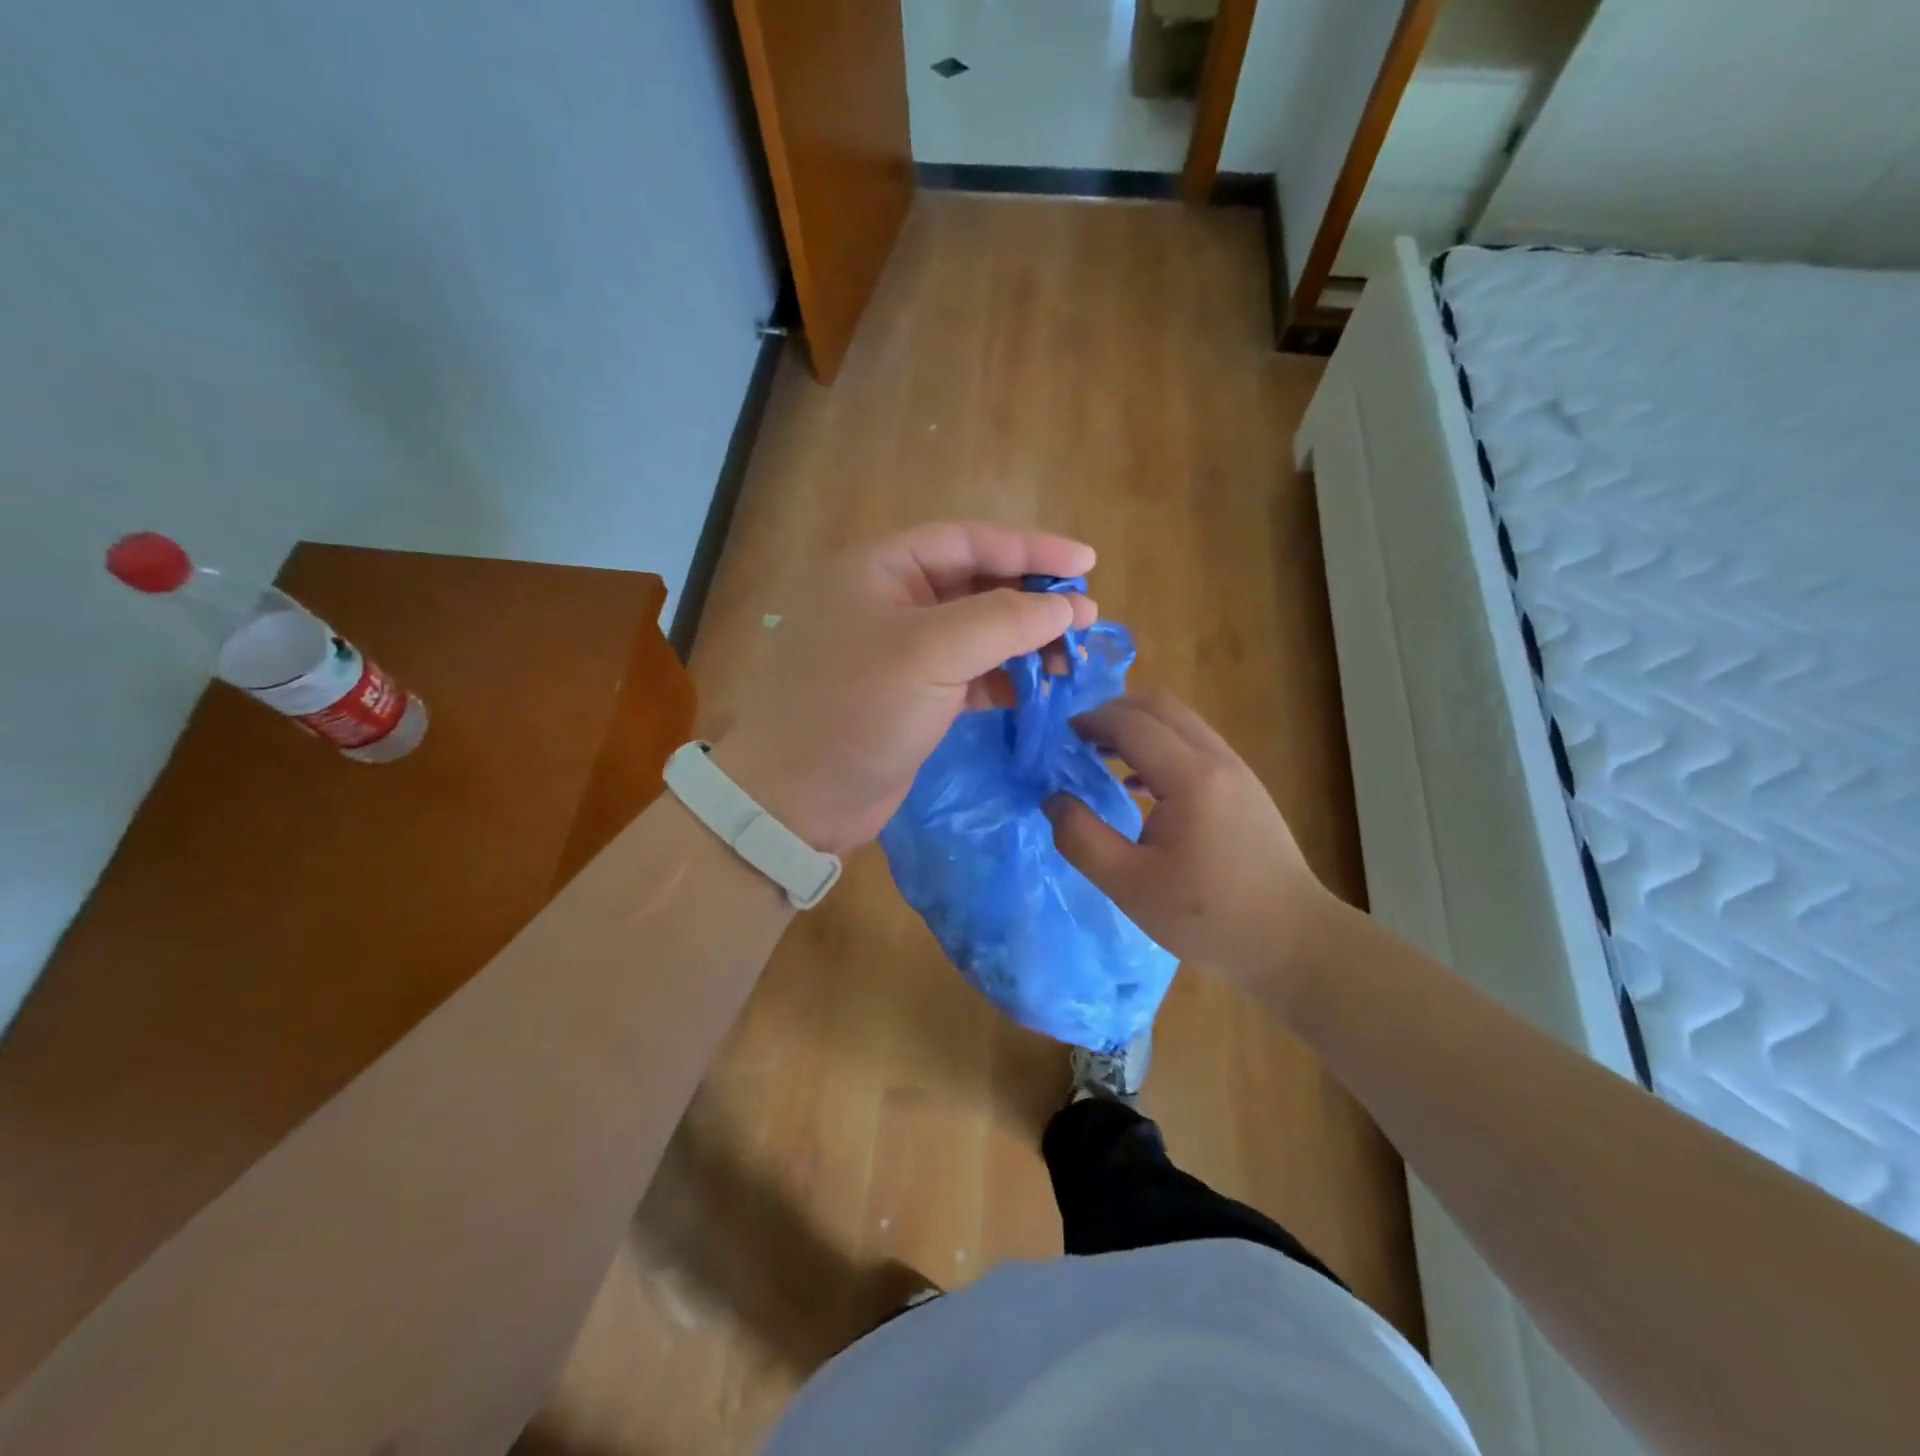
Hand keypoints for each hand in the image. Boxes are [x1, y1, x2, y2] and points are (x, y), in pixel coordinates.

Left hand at [712, 523, 1096, 853]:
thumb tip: (1063, 607)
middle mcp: (891, 602)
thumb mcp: (930, 653)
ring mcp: (902, 653)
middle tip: (1086, 616)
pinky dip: (1007, 677)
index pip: (967, 540)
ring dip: (1025, 641)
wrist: (797, 800)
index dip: (1030, 548)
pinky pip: (971, 673)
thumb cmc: (856, 710)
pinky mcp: (914, 697)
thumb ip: (1002, 620)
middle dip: (1031, 598)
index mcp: (881, 569)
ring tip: (1073, 656)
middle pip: (975, 584)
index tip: (1087, 563)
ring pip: (977, 632)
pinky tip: (1042, 686)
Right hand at [1046, 689, 1333, 989]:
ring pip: (1180, 722)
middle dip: (1112, 713)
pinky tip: (1137, 787)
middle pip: (1159, 706)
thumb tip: (1052, 798)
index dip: (1089, 722)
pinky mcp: (1244, 786)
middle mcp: (1217, 759)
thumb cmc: (1208, 917)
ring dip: (1137, 728)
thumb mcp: (1129, 885)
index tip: (1057, 739)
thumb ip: (1081, 838)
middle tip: (1076, 741)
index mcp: (1190, 777)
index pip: (1130, 723)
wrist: (1293, 941)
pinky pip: (1194, 745)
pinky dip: (1159, 747)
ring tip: (1099, 759)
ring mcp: (1236, 770)